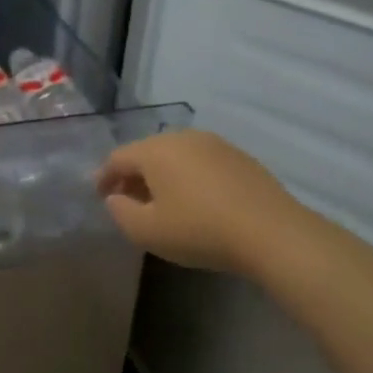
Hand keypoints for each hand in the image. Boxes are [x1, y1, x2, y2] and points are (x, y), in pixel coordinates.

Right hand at [95, 129, 306, 275]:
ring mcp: (216, 145)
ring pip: (176, 156)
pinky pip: (201, 163)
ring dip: (162, 176)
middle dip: (133, 175)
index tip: (99, 197)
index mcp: (155, 150)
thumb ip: (120, 212)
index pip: (117, 158)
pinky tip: (195, 201)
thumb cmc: (199, 230)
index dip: (103, 178)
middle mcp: (183, 138)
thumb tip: (115, 198)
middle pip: (147, 152)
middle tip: (128, 200)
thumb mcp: (146, 231)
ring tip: (161, 202)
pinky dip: (189, 177)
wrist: (272, 234)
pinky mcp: (241, 158)